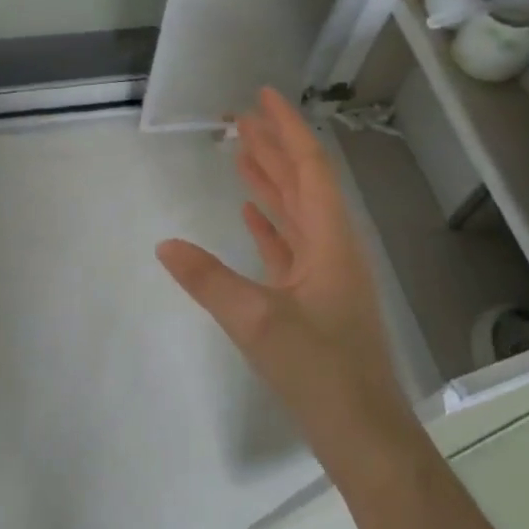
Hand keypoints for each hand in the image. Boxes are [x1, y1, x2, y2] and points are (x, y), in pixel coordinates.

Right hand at [156, 88, 409, 472]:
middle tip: (240, 117)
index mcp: (330, 241)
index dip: (287, 129)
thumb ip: (208, 280)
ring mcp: (324, 274)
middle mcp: (332, 248)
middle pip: (302, 183)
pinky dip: (268, 224)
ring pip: (294, 213)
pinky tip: (248, 213)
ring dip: (269, 181)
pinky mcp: (313, 298)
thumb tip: (165, 245)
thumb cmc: (320, 371)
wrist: (362, 432)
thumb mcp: (257, 322)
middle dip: (273, 147)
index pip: (309, 168)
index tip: (263, 97)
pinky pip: (288, 246)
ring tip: (240, 151)